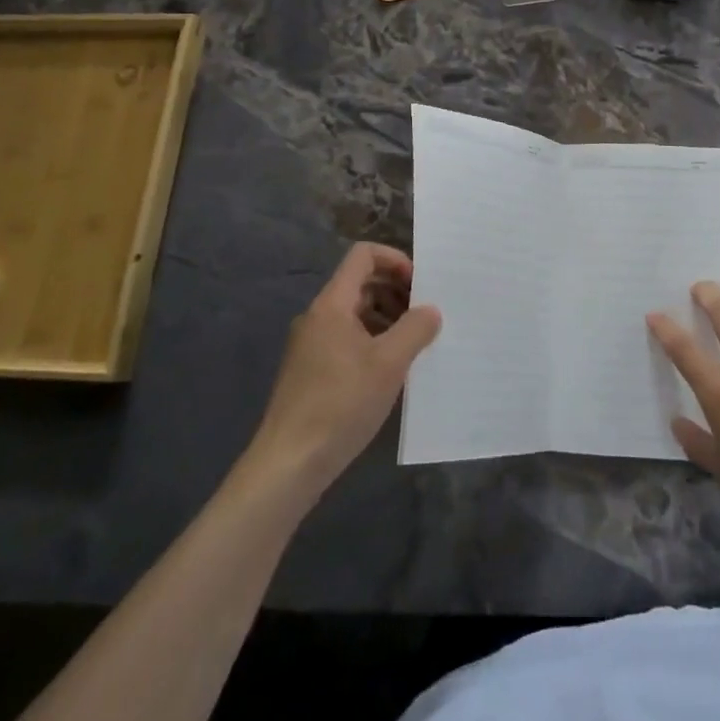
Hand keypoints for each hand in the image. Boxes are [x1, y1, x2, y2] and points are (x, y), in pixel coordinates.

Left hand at [248, 243, 441, 495]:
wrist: (288, 464)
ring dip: (387, 318)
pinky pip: (347, 339)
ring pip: (355, 313)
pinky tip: (391, 370)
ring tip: (415, 343)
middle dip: (396, 291)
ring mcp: (311, 345)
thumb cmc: (341, 404)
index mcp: (332, 304)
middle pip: (360, 283)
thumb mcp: (389, 364)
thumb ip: (415, 329)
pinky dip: (373, 341)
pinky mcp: (311, 372)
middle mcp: (318, 316)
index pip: (363, 256)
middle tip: (425, 314)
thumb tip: (430, 311)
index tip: (421, 285)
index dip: (395, 259)